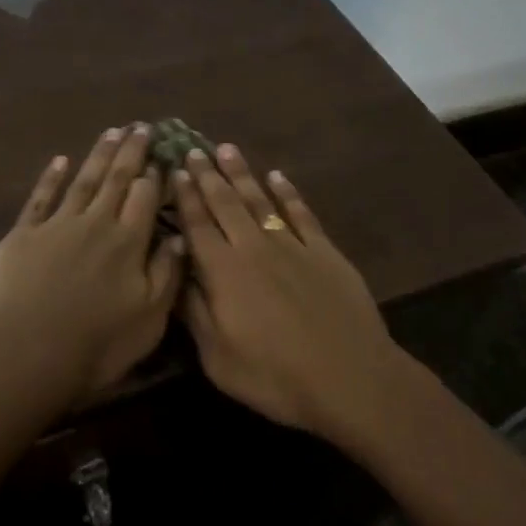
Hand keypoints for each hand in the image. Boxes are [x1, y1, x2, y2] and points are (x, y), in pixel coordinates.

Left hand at [0, 125, 185, 407]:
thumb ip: (167, 274)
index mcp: (128, 242)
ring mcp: (57, 225)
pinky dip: (50, 177)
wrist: (26, 353)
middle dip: (130, 152)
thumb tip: (179, 236)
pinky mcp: (23, 235)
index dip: (155, 173)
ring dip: (98, 155)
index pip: (146, 197)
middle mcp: (96, 223)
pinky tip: (60, 161)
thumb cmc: (97, 344)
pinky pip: (40, 198)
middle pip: (117, 179)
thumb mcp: (149, 318)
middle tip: (141, 127)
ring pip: (83, 181)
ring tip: (111, 132)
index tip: (163, 153)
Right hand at [171, 144, 398, 437]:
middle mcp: (254, 248)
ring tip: (226, 149)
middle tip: (193, 149)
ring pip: (261, 200)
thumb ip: (195, 313)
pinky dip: (288, 192)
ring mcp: (292, 246)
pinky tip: (278, 176)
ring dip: (242, 174)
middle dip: (207, 175)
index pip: (198, 225)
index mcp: (224, 272)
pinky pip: (301, 213)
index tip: (176, 171)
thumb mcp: (218, 358)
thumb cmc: (275, 376)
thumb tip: (178, 274)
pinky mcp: (324, 251)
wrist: (349, 377)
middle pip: (226, 204)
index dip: (185, 197)